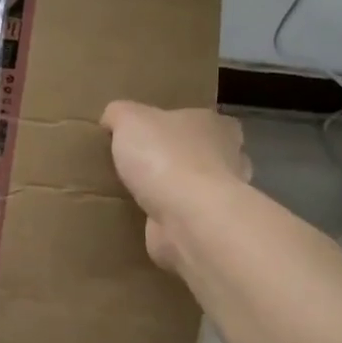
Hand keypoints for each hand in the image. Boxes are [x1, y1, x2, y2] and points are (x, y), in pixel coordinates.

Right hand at [100, 101, 250, 271]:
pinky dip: (169, 220)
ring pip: (197, 189)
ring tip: (140, 194)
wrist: (187, 218)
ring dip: (176, 192)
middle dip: (181, 159)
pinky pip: (185, 219)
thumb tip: (112, 118)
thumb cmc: (164, 157)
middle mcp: (229, 159)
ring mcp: (221, 198)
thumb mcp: (128, 119)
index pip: (204, 120)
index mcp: (216, 126)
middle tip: (144, 164)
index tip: (156, 134)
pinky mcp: (208, 229)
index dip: (181, 125)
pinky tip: (144, 220)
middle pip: (205, 154)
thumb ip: (119, 113)